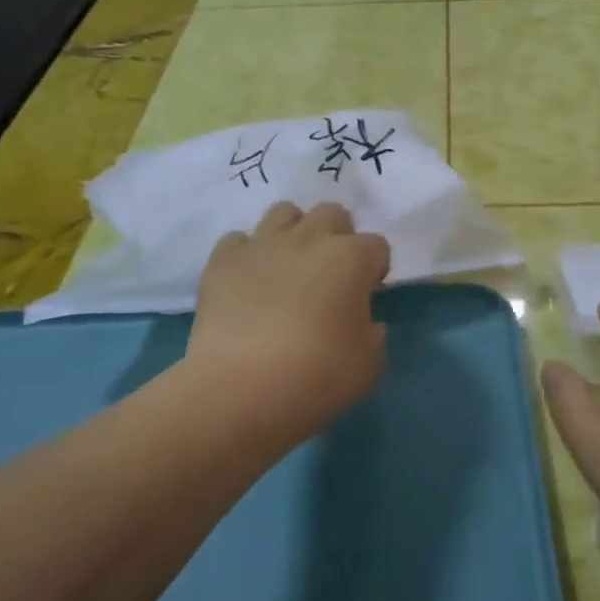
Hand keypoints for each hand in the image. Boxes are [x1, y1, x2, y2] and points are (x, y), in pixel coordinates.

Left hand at [188, 202, 391, 440]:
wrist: (241, 387)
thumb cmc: (317, 376)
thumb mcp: (368, 365)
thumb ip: (373, 335)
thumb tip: (365, 323)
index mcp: (351, 259)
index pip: (377, 246)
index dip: (376, 268)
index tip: (368, 294)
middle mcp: (308, 239)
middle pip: (332, 213)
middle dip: (338, 236)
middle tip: (332, 273)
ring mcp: (261, 245)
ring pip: (284, 212)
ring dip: (294, 232)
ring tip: (290, 266)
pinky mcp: (222, 260)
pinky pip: (238, 240)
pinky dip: (248, 255)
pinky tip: (249, 281)